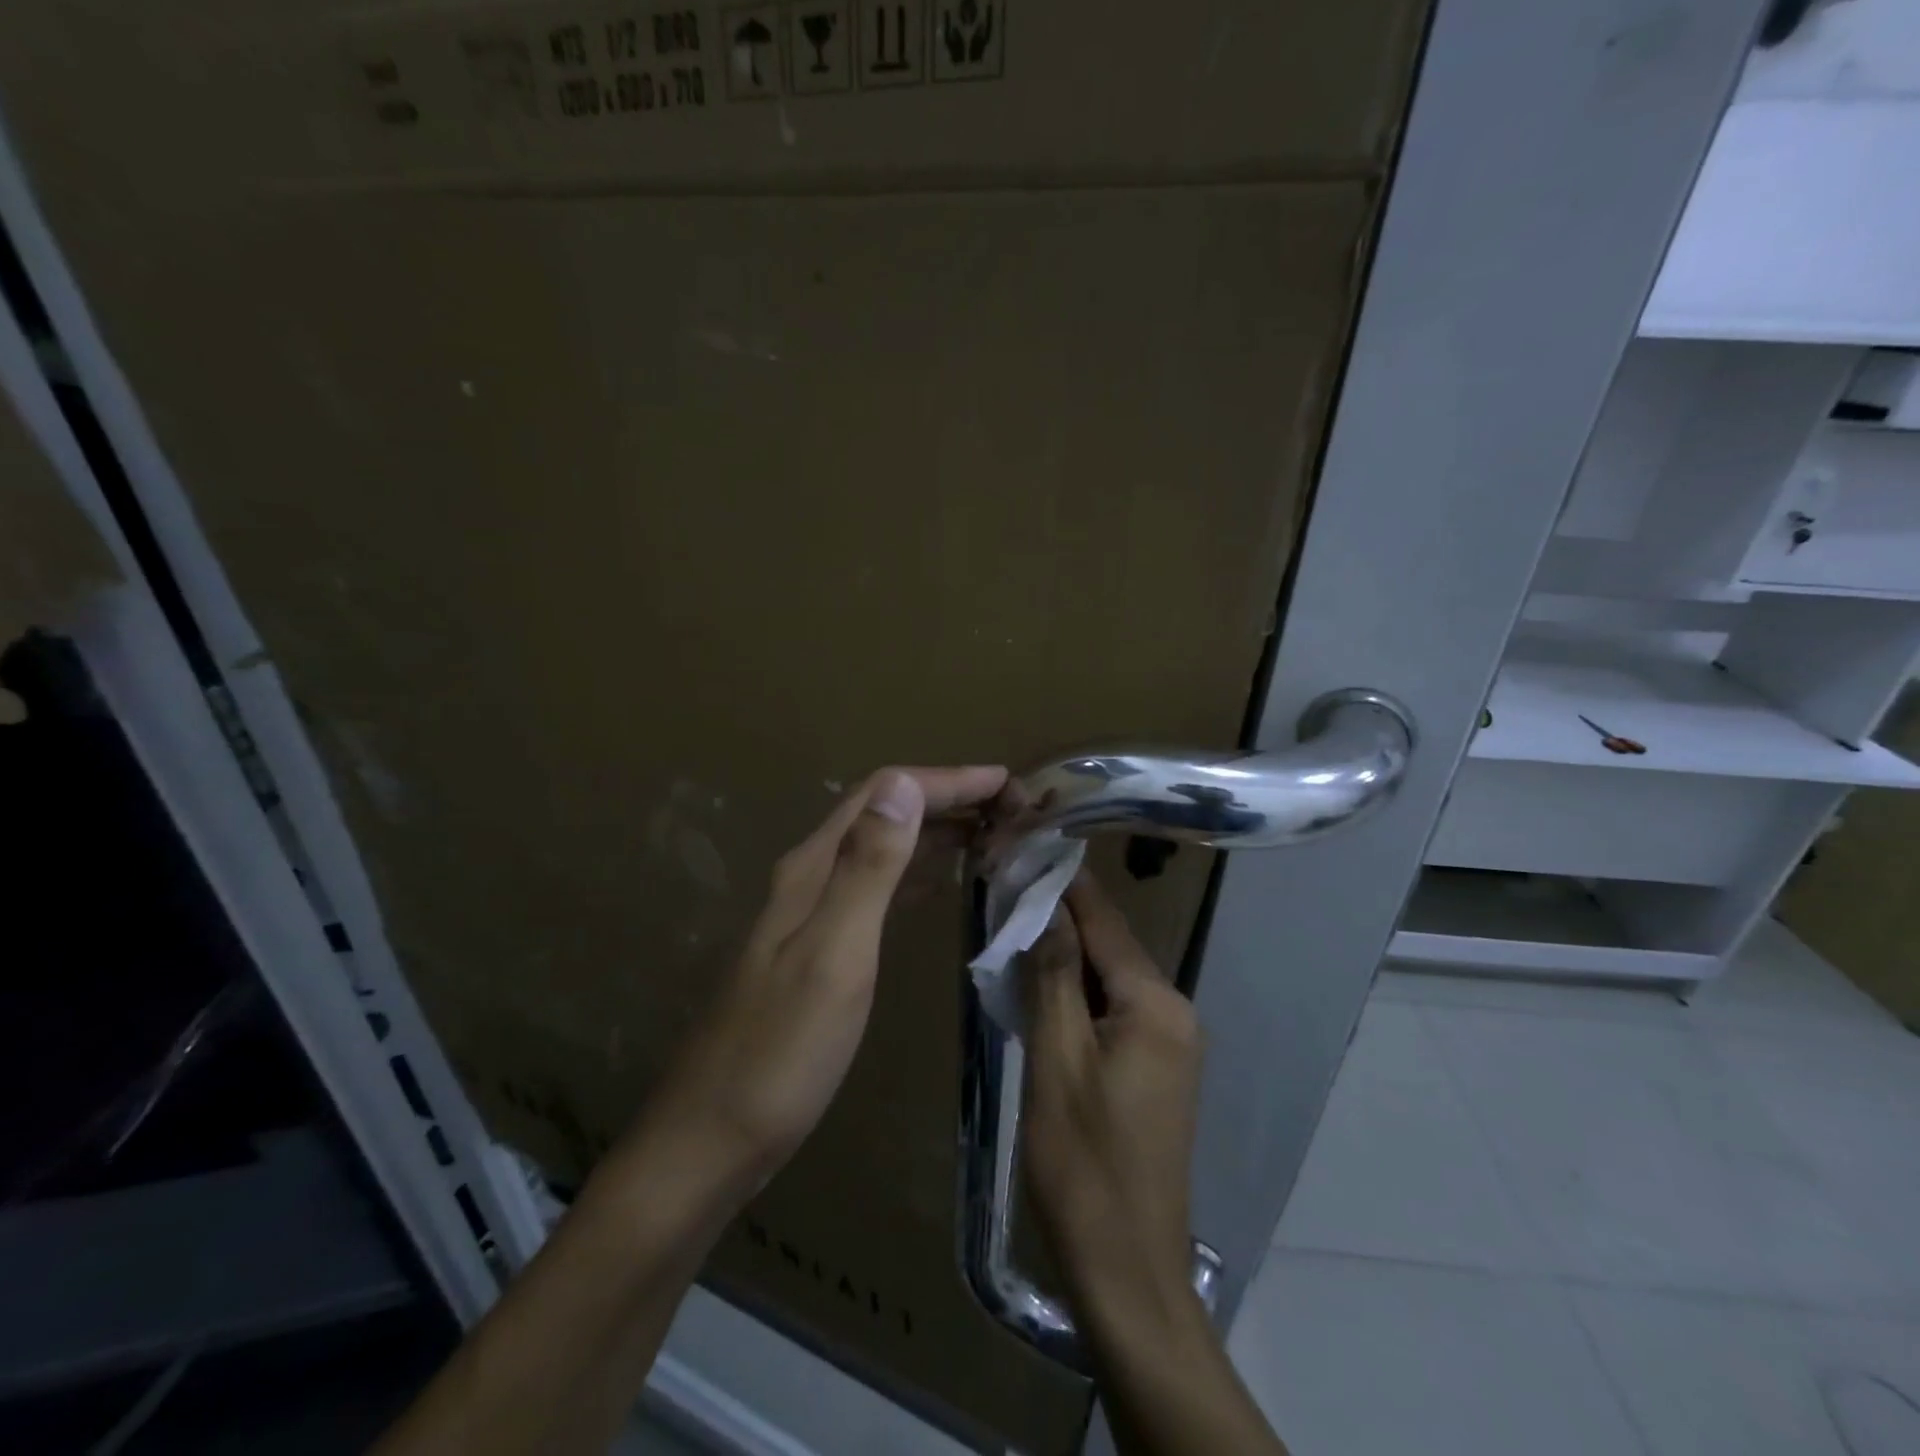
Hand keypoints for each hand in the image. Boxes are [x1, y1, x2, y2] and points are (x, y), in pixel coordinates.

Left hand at [630, 765, 1006, 1201]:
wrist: (714, 1137)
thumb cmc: (782, 1052)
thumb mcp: (834, 954)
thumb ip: (867, 868)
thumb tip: (902, 783)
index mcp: (814, 868)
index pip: (885, 793)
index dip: (947, 780)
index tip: (1008, 782)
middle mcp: (812, 877)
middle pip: (884, 812)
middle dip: (947, 798)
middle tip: (1012, 808)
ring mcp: (814, 913)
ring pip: (883, 848)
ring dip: (936, 831)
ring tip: (992, 835)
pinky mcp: (821, 947)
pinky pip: (880, 887)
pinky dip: (919, 872)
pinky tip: (943, 884)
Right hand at [1023, 873, 1203, 1327]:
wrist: (1127, 1271)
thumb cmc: (1084, 1164)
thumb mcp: (1057, 1061)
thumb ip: (1054, 977)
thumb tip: (1047, 904)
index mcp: (1155, 1005)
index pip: (1104, 921)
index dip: (1064, 882)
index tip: (1025, 846)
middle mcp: (1174, 1012)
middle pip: (1110, 947)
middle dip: (1059, 918)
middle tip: (1005, 888)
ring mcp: (1169, 1043)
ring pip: (1109, 979)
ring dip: (1064, 956)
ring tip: (1012, 926)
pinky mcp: (1156, 1069)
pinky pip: (1113, 1011)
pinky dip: (1076, 993)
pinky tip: (1039, 988)